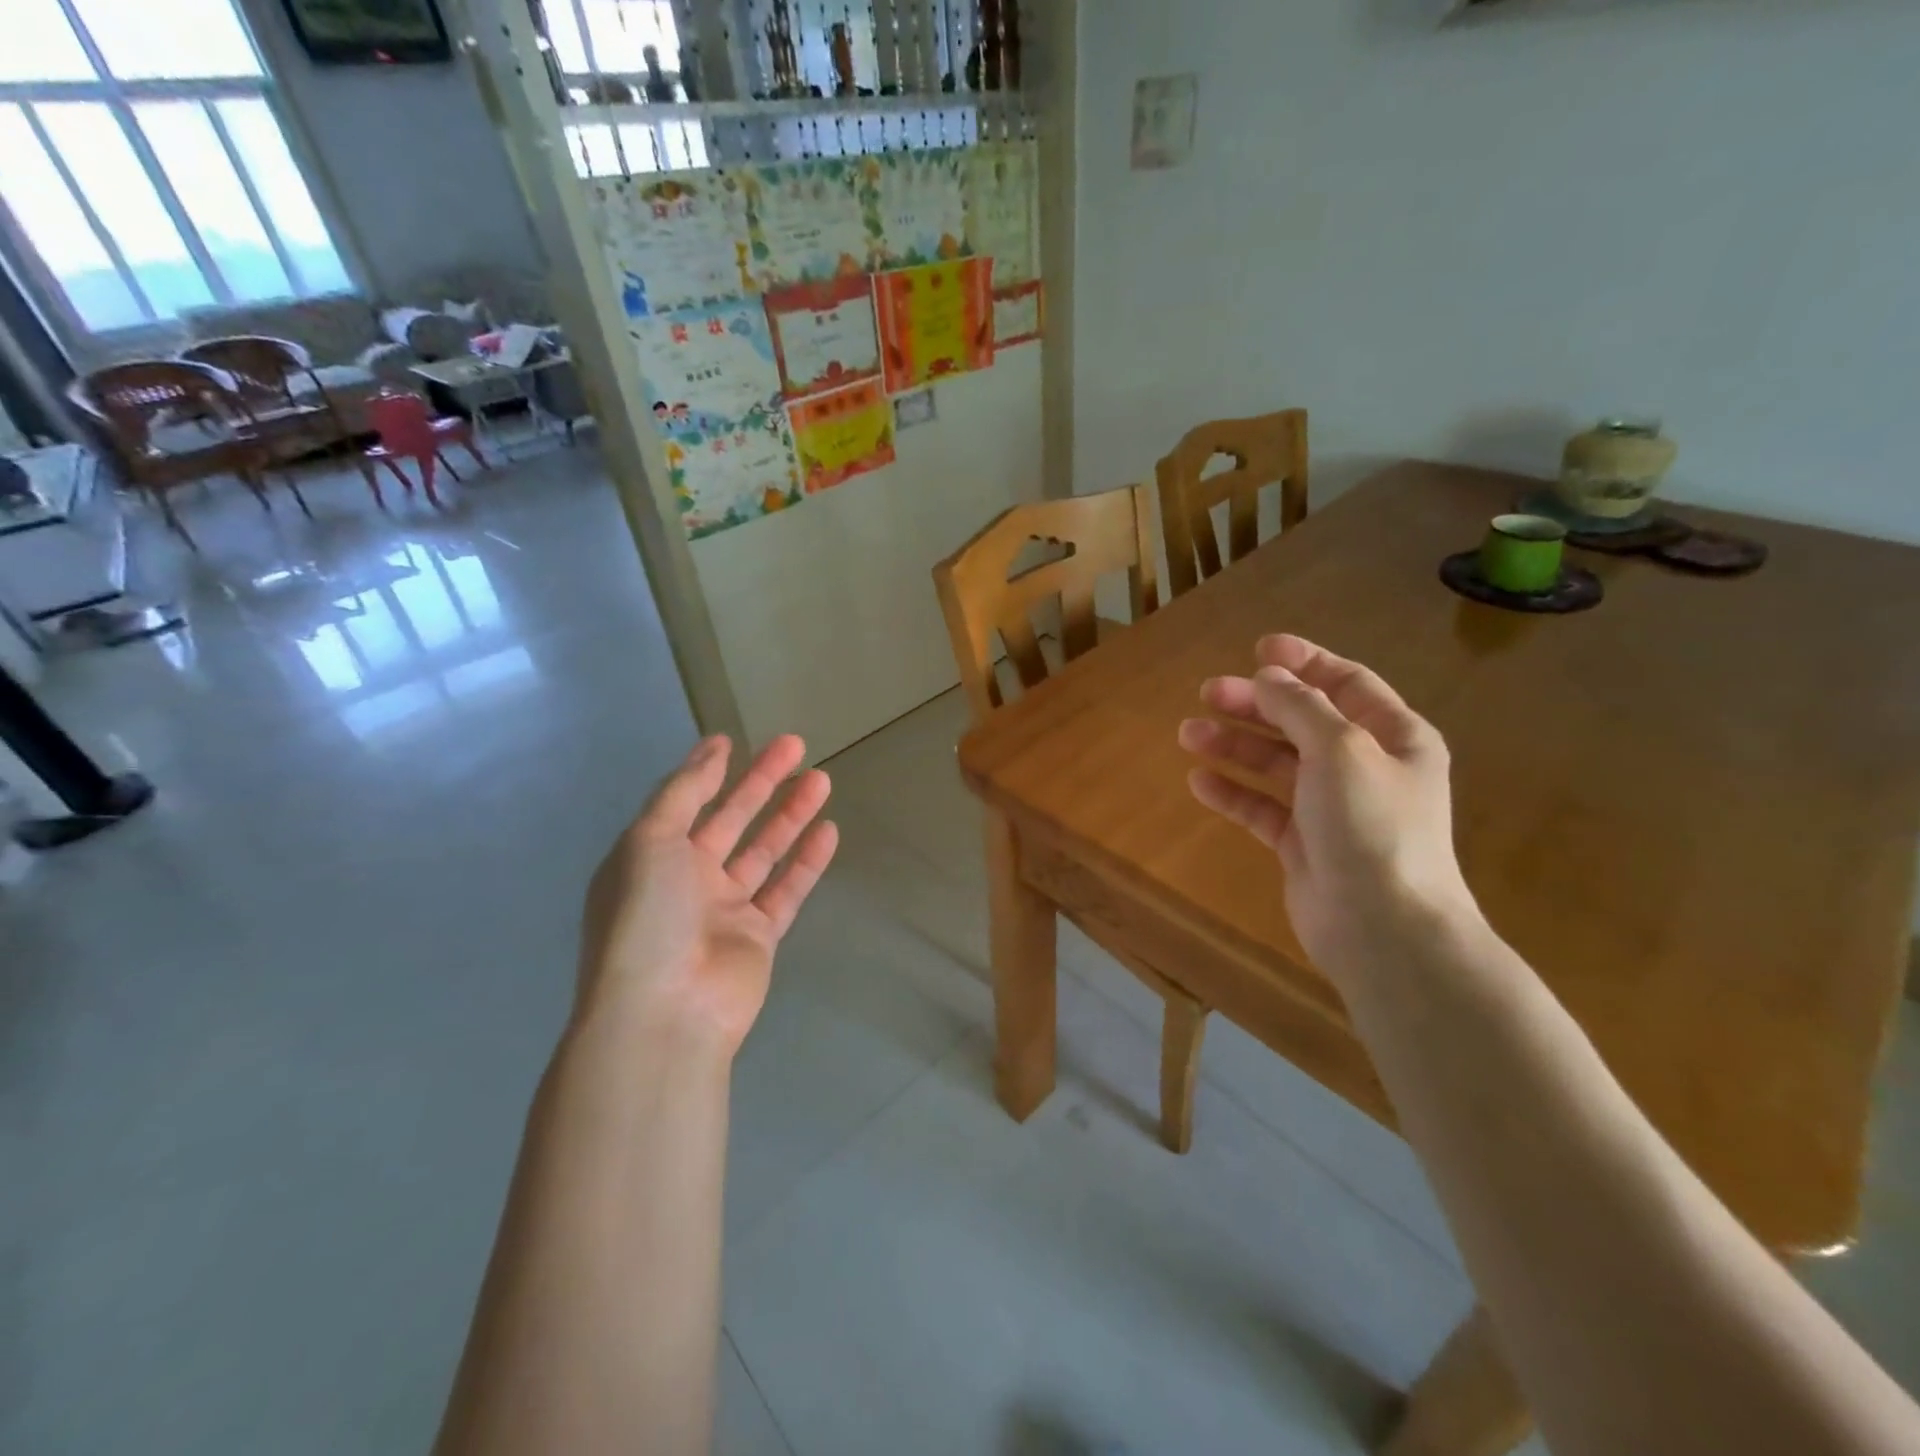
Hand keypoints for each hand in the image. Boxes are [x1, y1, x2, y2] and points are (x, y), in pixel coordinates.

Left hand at [576, 734, 837, 1057]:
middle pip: (731, 819)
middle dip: (762, 782)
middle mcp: (686, 880)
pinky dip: (807, 861)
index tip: (733, 740)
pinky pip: (786, 890)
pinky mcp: (758, 937)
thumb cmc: (647, 918)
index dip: (707, 770)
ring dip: (791, 815)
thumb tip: (712, 748)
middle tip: (796, 745)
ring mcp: (724, 910)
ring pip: (764, 851)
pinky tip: (829, 829)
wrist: (664, 1013)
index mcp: (651, 857)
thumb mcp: (650, 841)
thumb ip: (683, 793)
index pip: (684, 802)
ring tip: (822, 778)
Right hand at [1177, 635, 1478, 979]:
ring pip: (1276, 763)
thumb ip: (1302, 707)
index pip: (1346, 684)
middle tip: (1206, 692)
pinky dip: (1233, 792)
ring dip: (1234, 745)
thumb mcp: (1340, 749)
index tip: (1258, 649)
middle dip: (1255, 704)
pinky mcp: (1303, 844)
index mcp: (1393, 737)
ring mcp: (1332, 808)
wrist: (1384, 929)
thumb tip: (1271, 676)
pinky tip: (1200, 781)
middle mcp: (1364, 767)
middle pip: (1301, 721)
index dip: (1303, 662)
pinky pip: (1262, 807)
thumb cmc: (1371, 826)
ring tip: (1187, 734)